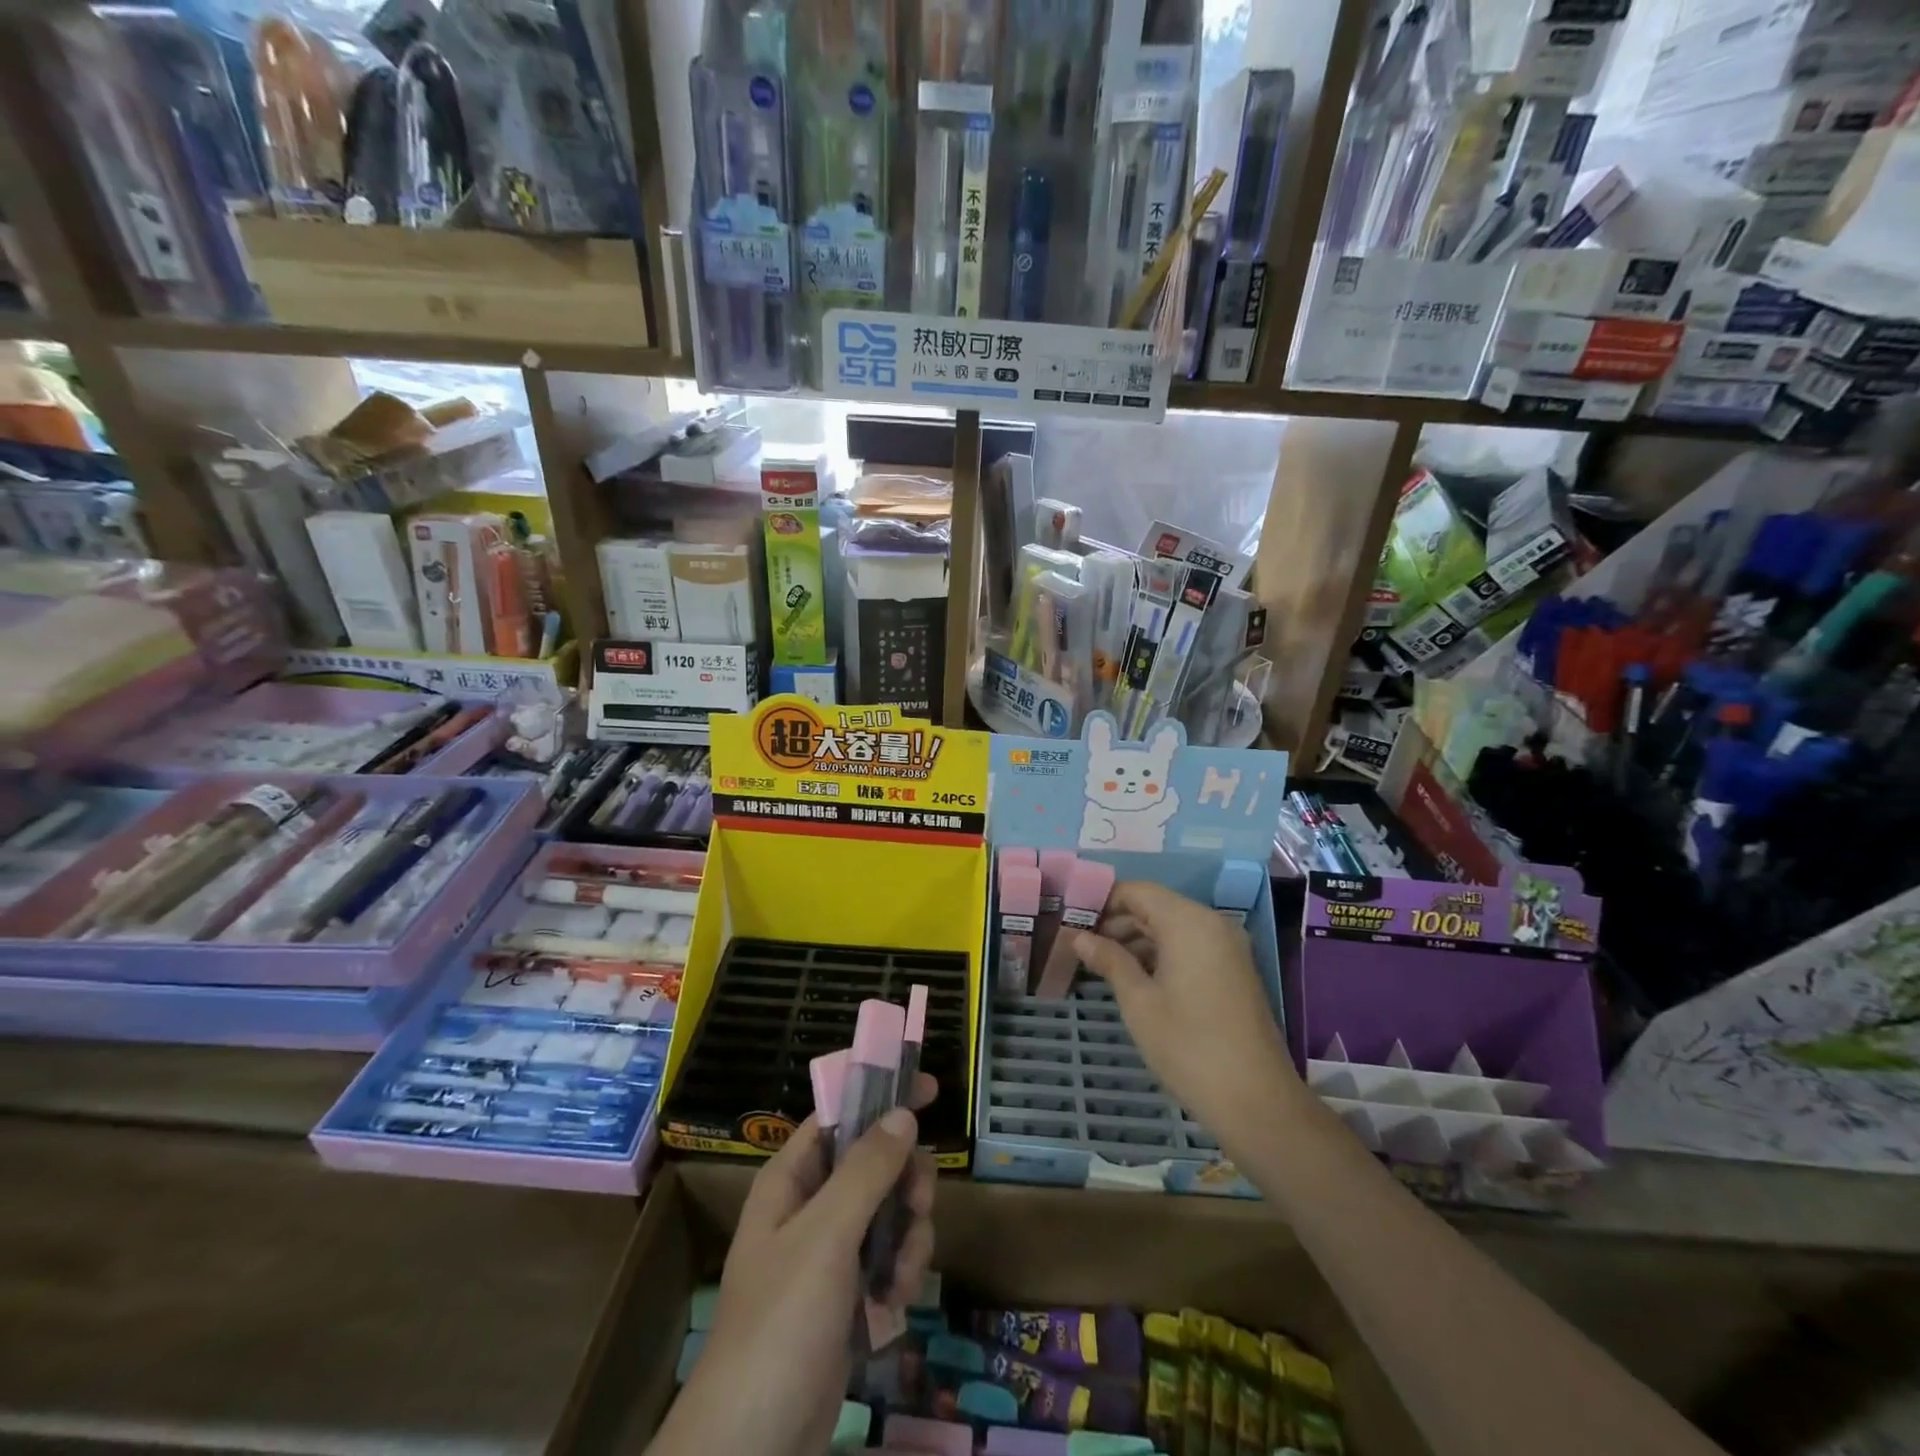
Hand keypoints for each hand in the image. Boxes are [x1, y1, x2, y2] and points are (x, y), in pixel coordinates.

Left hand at [651, 1078, 935, 1455]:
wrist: (753, 1447)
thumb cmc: (781, 1324)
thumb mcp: (826, 1237)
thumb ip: (867, 1170)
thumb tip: (903, 1112)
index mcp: (792, 1178)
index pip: (840, 1113)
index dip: (881, 1095)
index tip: (928, 1089)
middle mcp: (810, 1205)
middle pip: (875, 1161)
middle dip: (905, 1181)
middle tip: (920, 1203)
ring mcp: (830, 1251)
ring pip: (890, 1209)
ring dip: (908, 1236)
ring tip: (900, 1277)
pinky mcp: (848, 1293)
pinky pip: (889, 1255)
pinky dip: (901, 1271)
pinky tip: (895, 1303)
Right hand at [1073, 882, 1302, 1144]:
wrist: (1257, 1102)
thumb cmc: (1189, 1046)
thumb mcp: (1139, 1002)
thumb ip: (1109, 960)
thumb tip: (1079, 937)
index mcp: (1188, 922)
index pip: (1137, 891)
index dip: (1102, 900)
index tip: (1071, 919)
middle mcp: (1211, 924)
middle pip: (1155, 906)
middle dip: (1117, 921)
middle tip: (1079, 944)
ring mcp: (1227, 948)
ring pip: (1172, 927)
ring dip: (1136, 939)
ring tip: (1099, 962)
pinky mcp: (1233, 971)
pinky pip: (1189, 946)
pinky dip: (1160, 953)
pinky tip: (1133, 976)